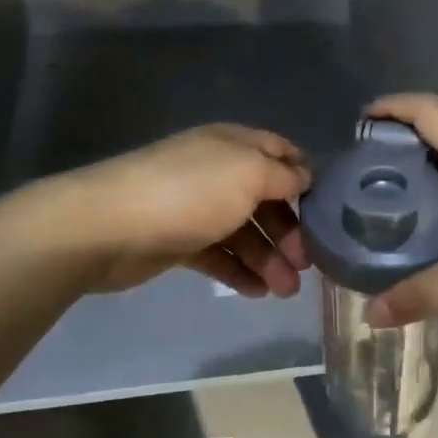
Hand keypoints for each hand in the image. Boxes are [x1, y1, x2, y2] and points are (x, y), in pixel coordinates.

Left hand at [39, 124, 311, 297]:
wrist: (108, 227)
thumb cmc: (189, 193)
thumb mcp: (249, 174)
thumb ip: (284, 177)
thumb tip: (306, 178)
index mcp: (235, 145)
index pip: (281, 153)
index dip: (306, 177)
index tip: (329, 209)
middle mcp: (218, 171)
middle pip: (266, 198)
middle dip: (290, 230)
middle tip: (306, 264)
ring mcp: (196, 207)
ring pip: (244, 231)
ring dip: (269, 259)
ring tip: (285, 291)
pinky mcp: (178, 241)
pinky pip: (218, 255)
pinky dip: (239, 272)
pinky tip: (256, 293)